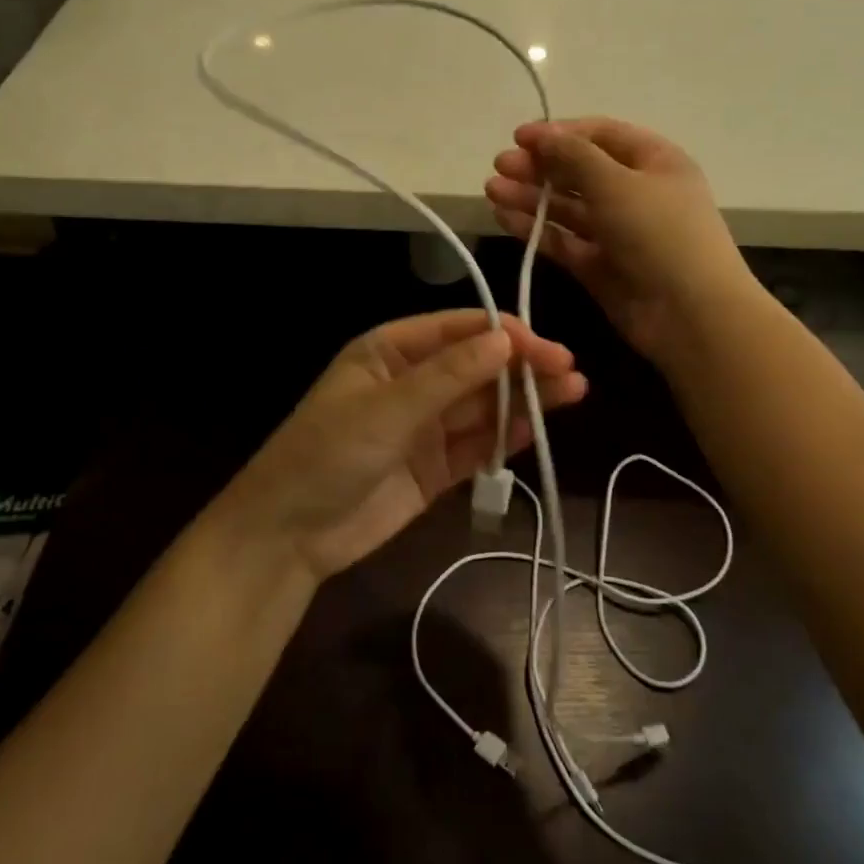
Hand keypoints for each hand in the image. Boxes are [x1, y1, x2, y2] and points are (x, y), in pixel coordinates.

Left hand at [214, 311, 586, 582]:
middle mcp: (412, 383)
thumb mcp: (386, 408)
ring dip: (523, 399)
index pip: (456, 330)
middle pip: (476, 367)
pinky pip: (477, 446)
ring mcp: (425, 427)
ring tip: (574, 392)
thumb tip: (504, 338)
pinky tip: (538, 428)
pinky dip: (505, 438)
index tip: (544, 346)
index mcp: (390, 352)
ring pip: (482, 406)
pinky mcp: (435, 468)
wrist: (290, 534)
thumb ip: (448, 376)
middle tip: (570, 371)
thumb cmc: (327, 453)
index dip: (501, 333)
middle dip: (520, 366)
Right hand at [485, 118, 751, 366]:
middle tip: (499, 166)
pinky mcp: (599, 265)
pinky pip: (563, 240)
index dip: (559, 133)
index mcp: (654, 161)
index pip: (600, 135)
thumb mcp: (617, 184)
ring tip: (491, 191)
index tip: (518, 137)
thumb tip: (541, 133)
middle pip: (579, 171)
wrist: (690, 314)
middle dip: (539, 166)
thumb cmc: (660, 234)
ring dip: (530, 197)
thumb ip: (573, 156)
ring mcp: (616, 231)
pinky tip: (503, 218)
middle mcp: (635, 192)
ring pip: (566, 207)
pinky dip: (535, 229)